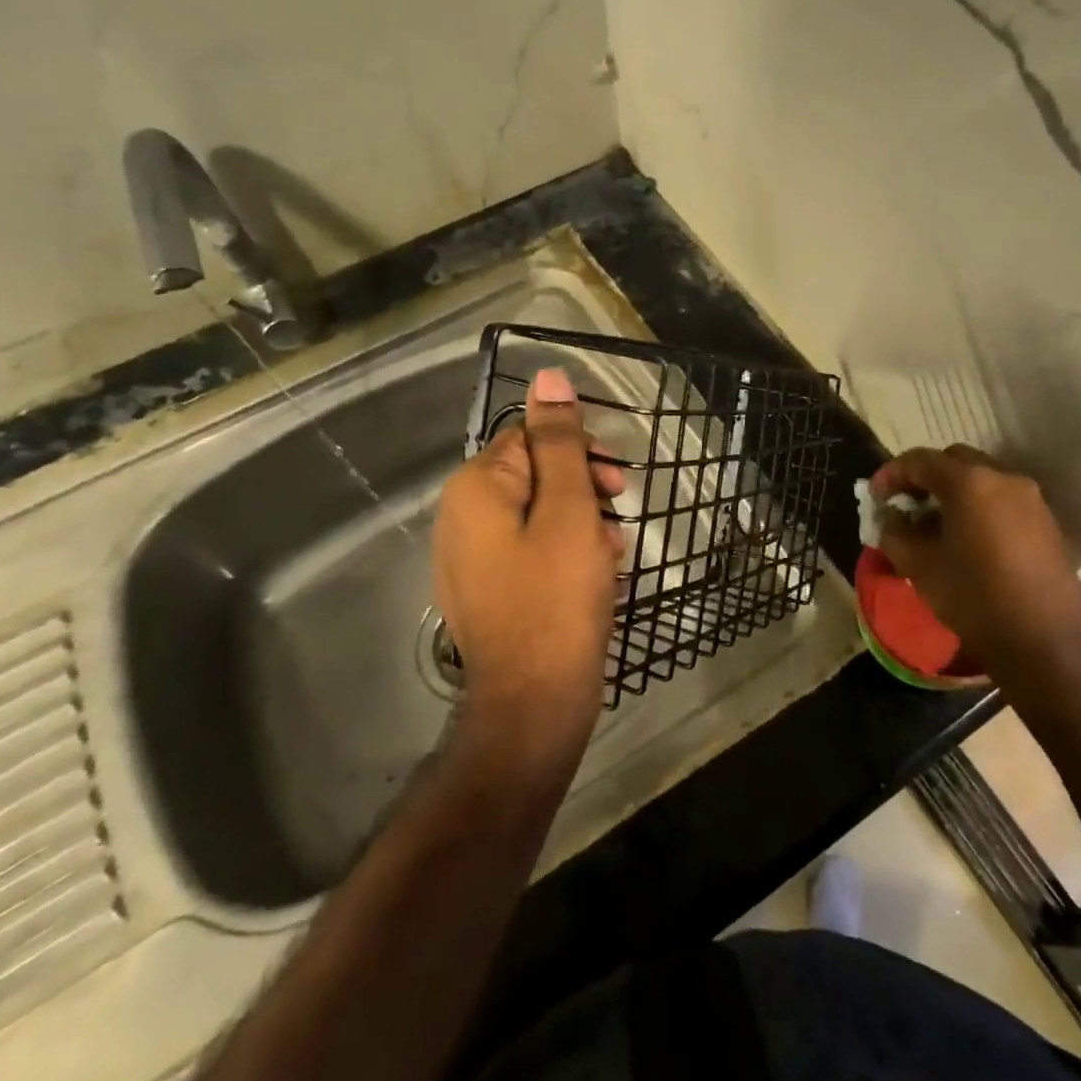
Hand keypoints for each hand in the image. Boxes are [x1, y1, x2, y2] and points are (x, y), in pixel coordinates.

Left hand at [433, 367, 624, 757]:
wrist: (534, 704)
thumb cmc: (556, 597)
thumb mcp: (567, 509)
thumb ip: (559, 441)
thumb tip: (548, 376)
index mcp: (474, 488)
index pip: (530, 437)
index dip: (578, 452)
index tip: (616, 482)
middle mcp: (461, 517)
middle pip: (533, 475)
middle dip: (582, 489)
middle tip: (619, 515)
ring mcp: (472, 559)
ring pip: (537, 516)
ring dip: (581, 524)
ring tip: (612, 555)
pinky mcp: (490, 591)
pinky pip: (531, 552)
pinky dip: (566, 554)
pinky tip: (597, 577)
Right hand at [871, 446, 1080, 701]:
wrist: (1044, 644)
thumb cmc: (974, 599)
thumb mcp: (919, 566)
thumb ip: (894, 533)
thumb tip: (890, 519)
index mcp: (969, 483)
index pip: (920, 460)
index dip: (891, 474)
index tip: (875, 497)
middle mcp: (1004, 478)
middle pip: (954, 462)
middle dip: (925, 477)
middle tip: (906, 505)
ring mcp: (1031, 499)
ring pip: (981, 479)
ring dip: (953, 492)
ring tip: (934, 525)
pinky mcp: (1046, 523)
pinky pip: (1002, 500)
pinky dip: (978, 507)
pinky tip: (967, 539)